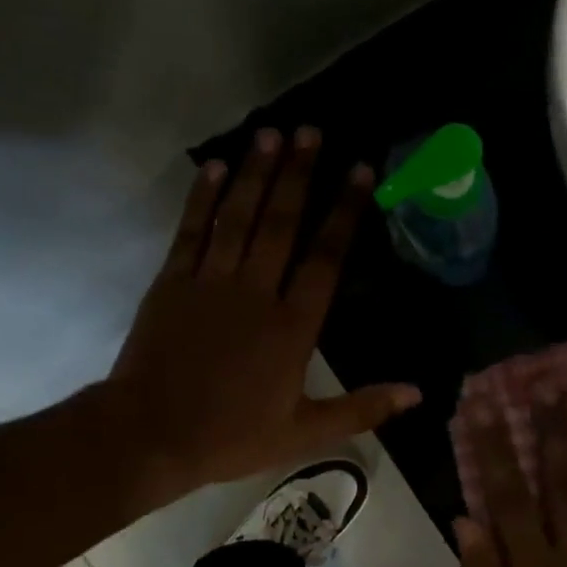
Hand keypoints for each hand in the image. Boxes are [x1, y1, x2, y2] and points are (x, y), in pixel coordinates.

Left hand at [93, 127, 419, 512]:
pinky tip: (213, 167)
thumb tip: (417, 392)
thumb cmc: (232, 435)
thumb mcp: (305, 433)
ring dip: (255, 173)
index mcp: (292, 327)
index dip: (344, 212)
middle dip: (299, 175)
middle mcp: (256, 292)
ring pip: (238, 217)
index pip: (325, 258)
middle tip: (312, 131)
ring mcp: (210, 282)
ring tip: (271, 134)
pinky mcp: (171, 283)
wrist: (150, 436)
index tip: (359, 171)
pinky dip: (201, 198)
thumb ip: (362, 408)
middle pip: (282, 223)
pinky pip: (191, 232)